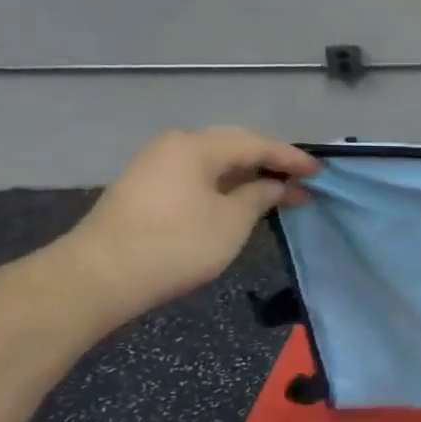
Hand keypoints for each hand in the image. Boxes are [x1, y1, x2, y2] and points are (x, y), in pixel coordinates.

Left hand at [53, 128, 319, 325]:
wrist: (100, 277)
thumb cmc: (177, 244)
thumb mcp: (232, 221)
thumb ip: (259, 197)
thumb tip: (274, 186)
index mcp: (197, 146)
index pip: (257, 144)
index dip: (292, 159)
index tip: (321, 172)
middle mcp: (175, 146)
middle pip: (234, 147)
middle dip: (270, 164)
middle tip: (302, 181)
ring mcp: (156, 166)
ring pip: (214, 163)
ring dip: (248, 177)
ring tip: (278, 193)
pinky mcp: (146, 189)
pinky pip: (198, 177)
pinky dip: (225, 186)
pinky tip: (241, 202)